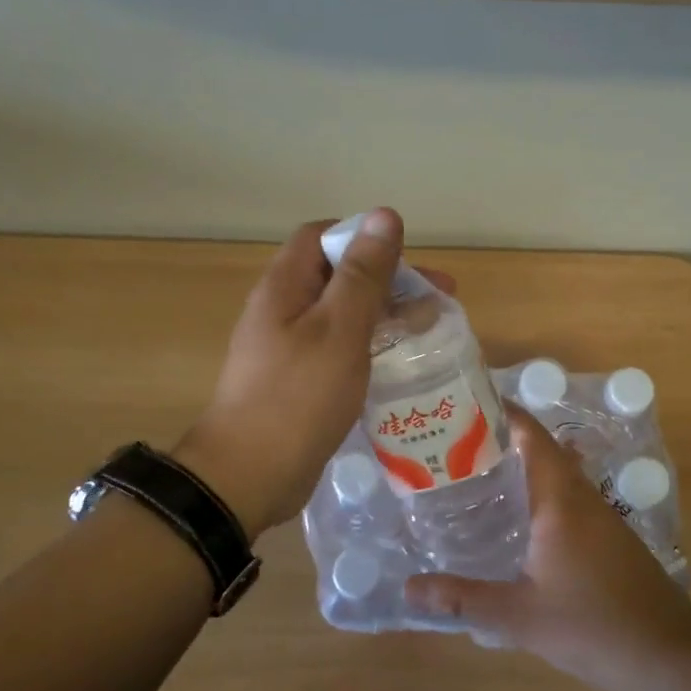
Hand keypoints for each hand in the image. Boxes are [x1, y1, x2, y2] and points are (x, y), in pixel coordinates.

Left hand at [177, 209, 451, 535]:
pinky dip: (372, 349)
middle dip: (389, 281)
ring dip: (386, 316)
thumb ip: (363, 274)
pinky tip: (401, 367)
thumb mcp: (338, 329)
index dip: (365, 238)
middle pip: (338, 276)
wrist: (250, 475)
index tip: (408, 260)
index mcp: (285, 286)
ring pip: (343, 316)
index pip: (322, 236)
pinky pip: (340, 351)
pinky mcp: (299, 383)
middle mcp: (283, 310)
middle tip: (440, 300)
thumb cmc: (297, 396)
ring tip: (431, 332)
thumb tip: (383, 215)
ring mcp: (289, 349)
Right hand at [403, 408, 690, 690]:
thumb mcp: (519, 615)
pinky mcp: (610, 539)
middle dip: (502, 443)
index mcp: (561, 500)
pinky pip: (569, 502)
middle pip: (543, 452)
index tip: (465, 406)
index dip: (503, 414)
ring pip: (558, 477)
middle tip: (454, 449)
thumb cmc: (592, 625)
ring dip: (523, 471)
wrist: (668, 654)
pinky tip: (517, 525)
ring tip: (476, 480)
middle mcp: (583, 497)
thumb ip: (463, 599)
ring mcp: (602, 518)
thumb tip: (409, 589)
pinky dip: (540, 498)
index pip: (532, 436)